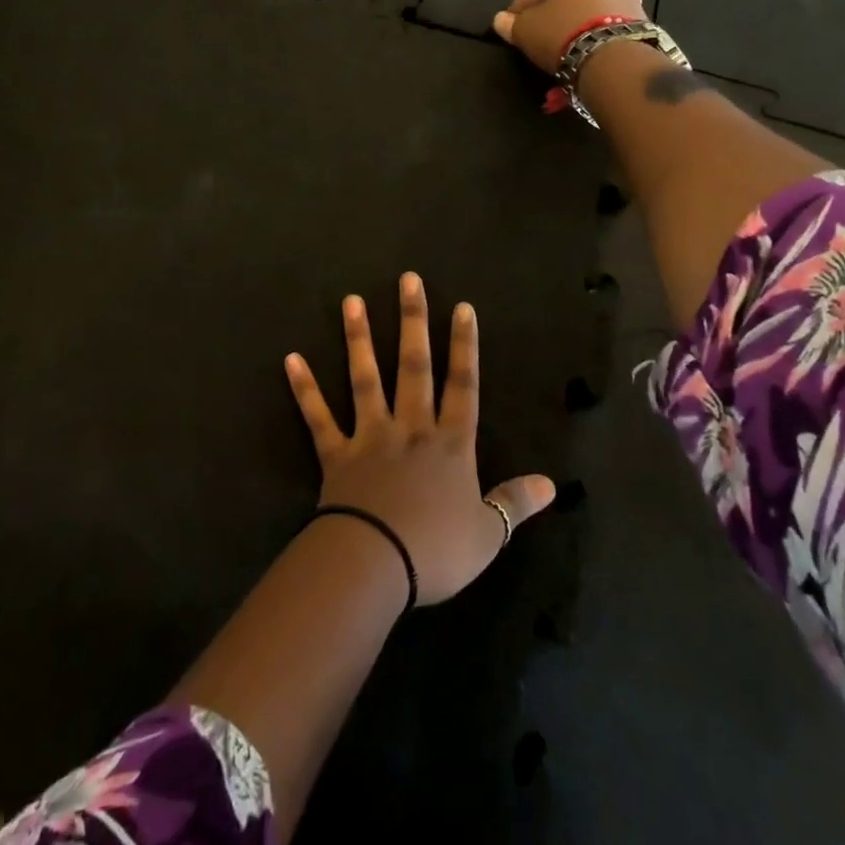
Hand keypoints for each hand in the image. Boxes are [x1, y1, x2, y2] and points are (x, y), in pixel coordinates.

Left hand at [284, 272, 555, 605]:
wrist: (377, 564)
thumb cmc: (437, 551)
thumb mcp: (489, 534)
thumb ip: (516, 503)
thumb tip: (552, 484)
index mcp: (450, 445)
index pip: (462, 385)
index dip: (465, 346)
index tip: (462, 306)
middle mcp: (411, 428)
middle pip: (414, 366)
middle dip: (412, 321)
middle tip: (407, 280)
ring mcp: (370, 436)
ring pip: (365, 378)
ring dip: (357, 338)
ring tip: (351, 300)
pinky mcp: (336, 454)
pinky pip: (318, 417)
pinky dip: (305, 389)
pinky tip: (291, 359)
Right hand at [492, 0, 646, 69]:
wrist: (616, 59)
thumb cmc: (563, 33)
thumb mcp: (526, 30)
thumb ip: (511, 23)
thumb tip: (501, 20)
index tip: (516, 19)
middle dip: (551, 5)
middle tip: (538, 29)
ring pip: (592, 0)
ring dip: (575, 16)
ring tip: (563, 41)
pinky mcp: (642, 15)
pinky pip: (610, 17)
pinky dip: (595, 27)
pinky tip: (586, 46)